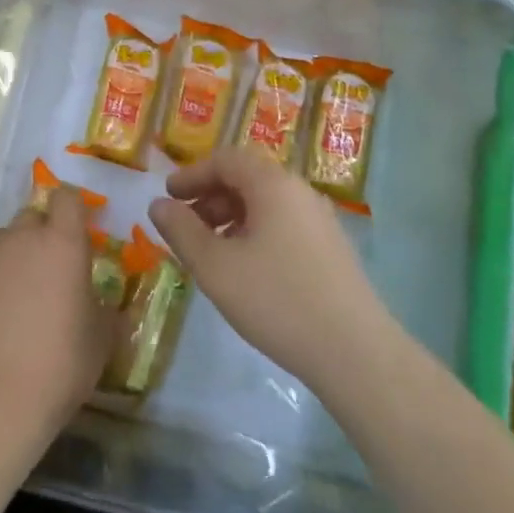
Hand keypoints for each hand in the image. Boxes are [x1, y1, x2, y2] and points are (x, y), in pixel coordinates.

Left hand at [0, 186, 115, 443]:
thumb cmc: (60, 366)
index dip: (72, 210)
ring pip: (1, 242)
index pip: (67, 199)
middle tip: (50, 271)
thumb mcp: (101, 340)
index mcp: (62, 243)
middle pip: (32, 217)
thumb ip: (103, 309)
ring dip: (12, 256)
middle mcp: (20, 239)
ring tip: (17, 296)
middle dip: (41, 234)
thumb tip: (102, 303)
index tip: (78, 232)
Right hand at [149, 149, 387, 390]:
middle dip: (209, 197)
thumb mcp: (215, 266)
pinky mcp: (331, 249)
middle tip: (184, 226)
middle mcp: (300, 192)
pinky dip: (254, 232)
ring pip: (266, 203)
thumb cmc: (277, 300)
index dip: (191, 174)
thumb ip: (181, 230)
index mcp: (273, 185)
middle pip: (247, 178)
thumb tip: (158, 204)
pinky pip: (283, 224)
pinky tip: (245, 269)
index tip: (168, 197)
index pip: (226, 159)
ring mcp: (320, 220)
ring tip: (211, 251)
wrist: (355, 353)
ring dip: (231, 217)